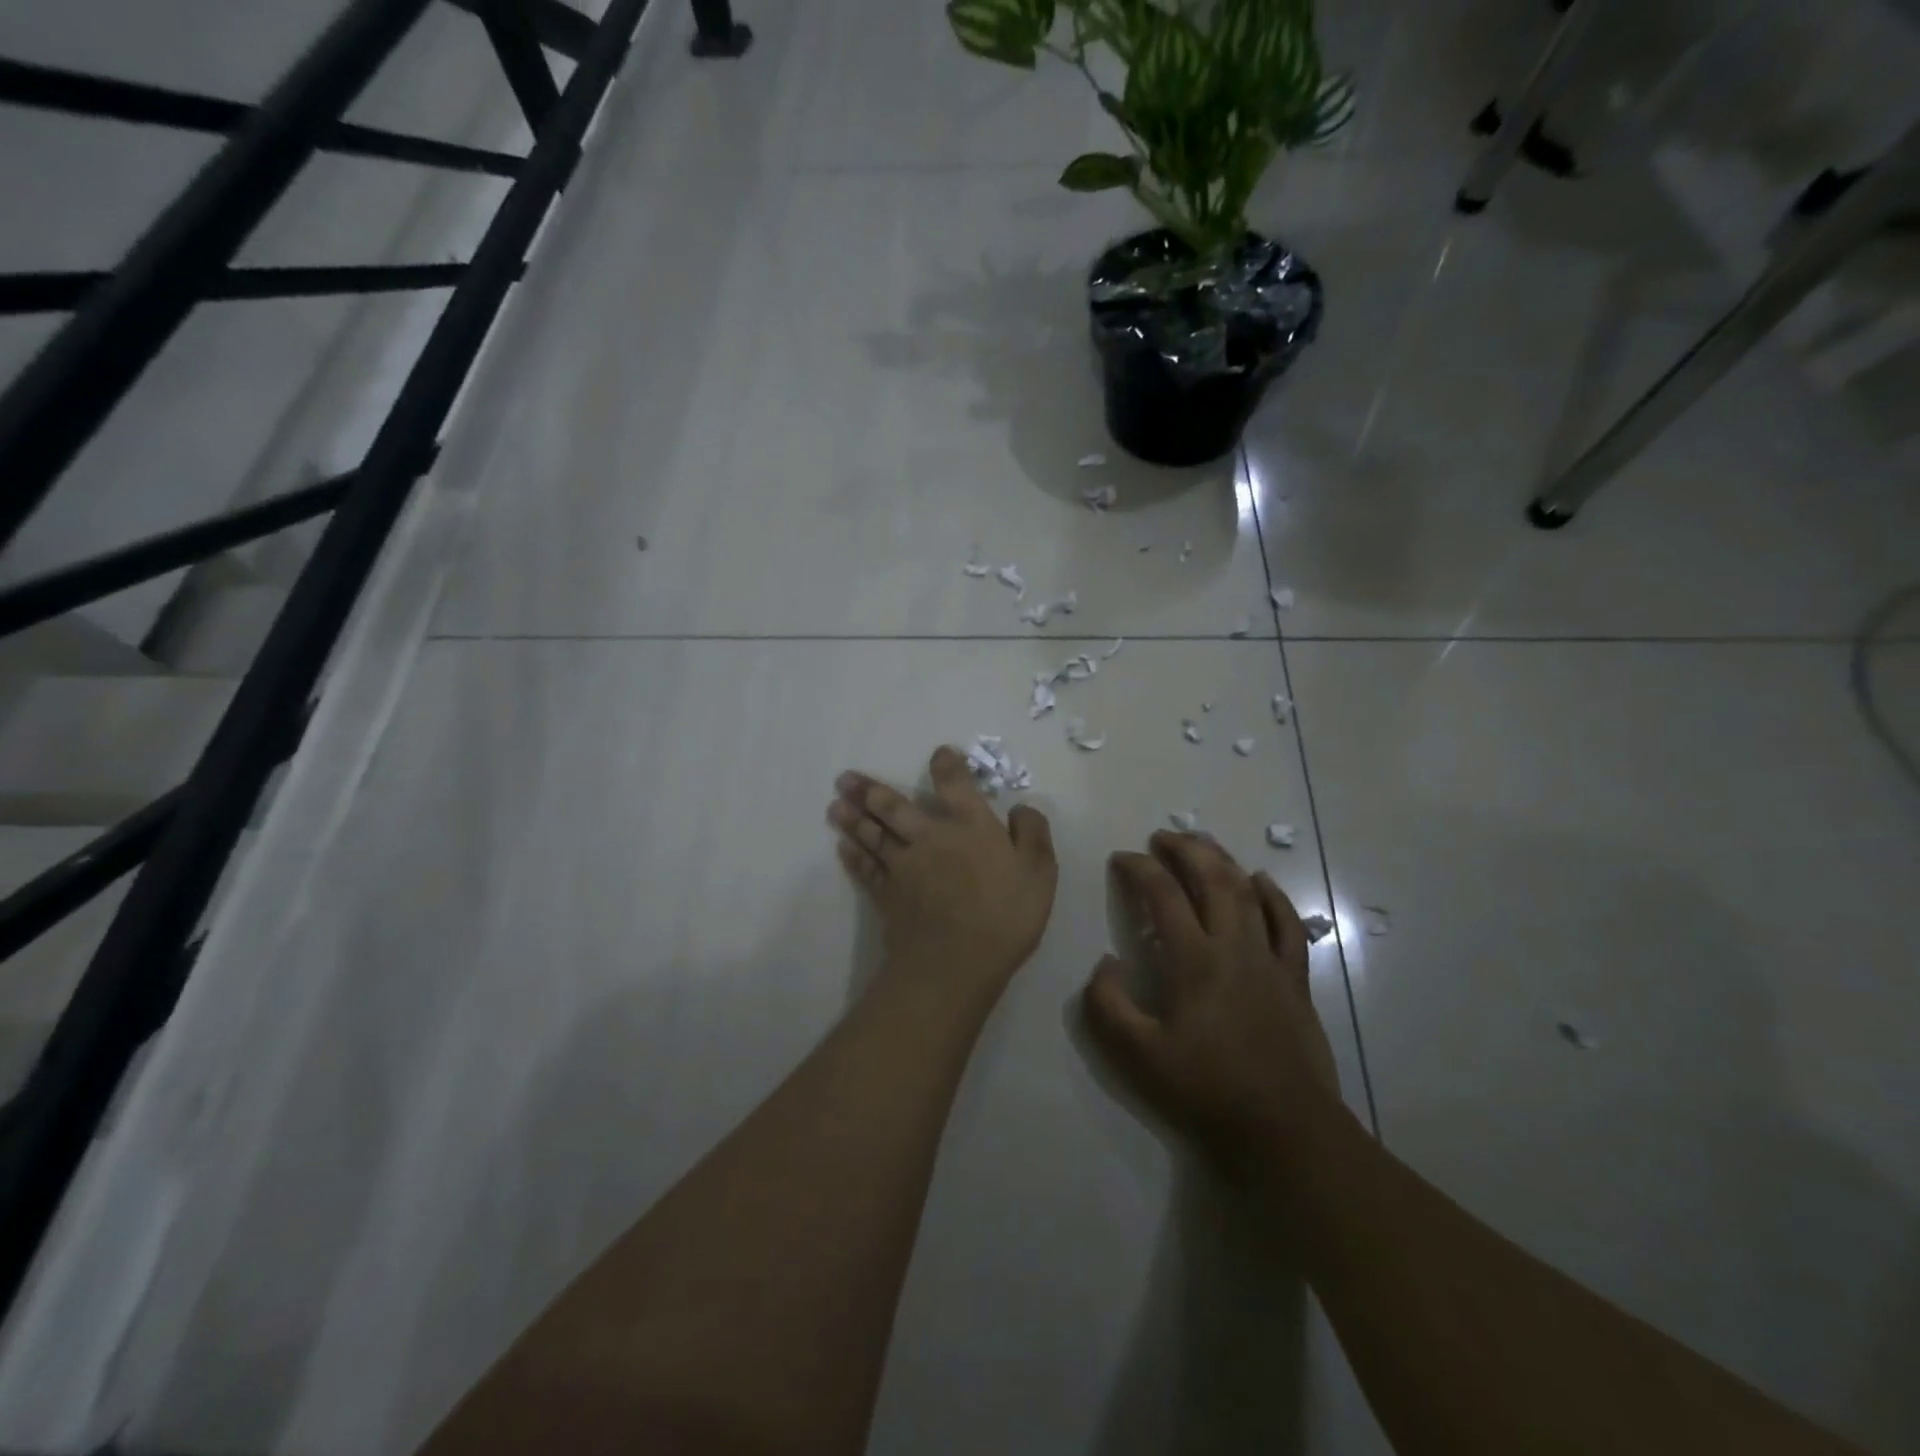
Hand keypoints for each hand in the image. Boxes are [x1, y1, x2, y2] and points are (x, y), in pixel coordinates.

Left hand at [829, 745, 1057, 1000]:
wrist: (955, 963)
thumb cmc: (1004, 916)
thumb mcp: (1039, 872)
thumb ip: (1033, 833)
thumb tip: (1021, 808)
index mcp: (969, 825)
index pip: (954, 784)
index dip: (946, 765)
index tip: (939, 754)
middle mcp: (930, 836)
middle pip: (893, 807)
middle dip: (869, 790)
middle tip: (845, 778)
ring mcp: (903, 866)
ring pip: (872, 835)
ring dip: (852, 819)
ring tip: (835, 805)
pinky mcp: (888, 895)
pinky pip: (866, 869)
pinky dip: (853, 856)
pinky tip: (842, 847)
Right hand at [1082, 832, 1346, 1181]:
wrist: (1284, 1129)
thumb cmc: (1206, 1090)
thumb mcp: (1138, 1055)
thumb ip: (1108, 1005)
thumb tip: (1105, 962)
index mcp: (1194, 960)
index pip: (1163, 895)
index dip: (1139, 868)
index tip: (1121, 858)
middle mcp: (1234, 947)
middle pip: (1212, 879)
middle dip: (1185, 850)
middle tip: (1162, 837)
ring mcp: (1269, 960)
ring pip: (1248, 892)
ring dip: (1223, 861)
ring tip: (1202, 844)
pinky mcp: (1295, 978)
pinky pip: (1287, 924)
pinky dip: (1274, 896)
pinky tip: (1261, 880)